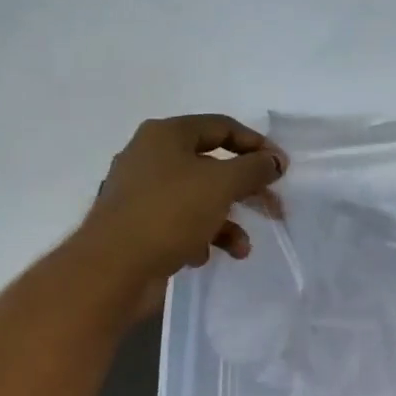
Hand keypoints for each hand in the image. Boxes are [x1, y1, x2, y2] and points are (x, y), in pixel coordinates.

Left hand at [80, 115, 287, 287]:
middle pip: (212, 166)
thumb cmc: (169, 213)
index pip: (222, 127)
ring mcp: (141, 193)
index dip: (257, 145)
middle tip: (273, 210)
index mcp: (166, 135)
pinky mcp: (138, 225)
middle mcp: (150, 157)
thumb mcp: (222, 184)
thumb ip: (254, 168)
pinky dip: (199, 237)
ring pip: (198, 199)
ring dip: (226, 222)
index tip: (282, 170)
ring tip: (241, 248)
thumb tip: (274, 160)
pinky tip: (202, 256)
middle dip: (245, 190)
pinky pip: (179, 224)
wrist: (113, 268)